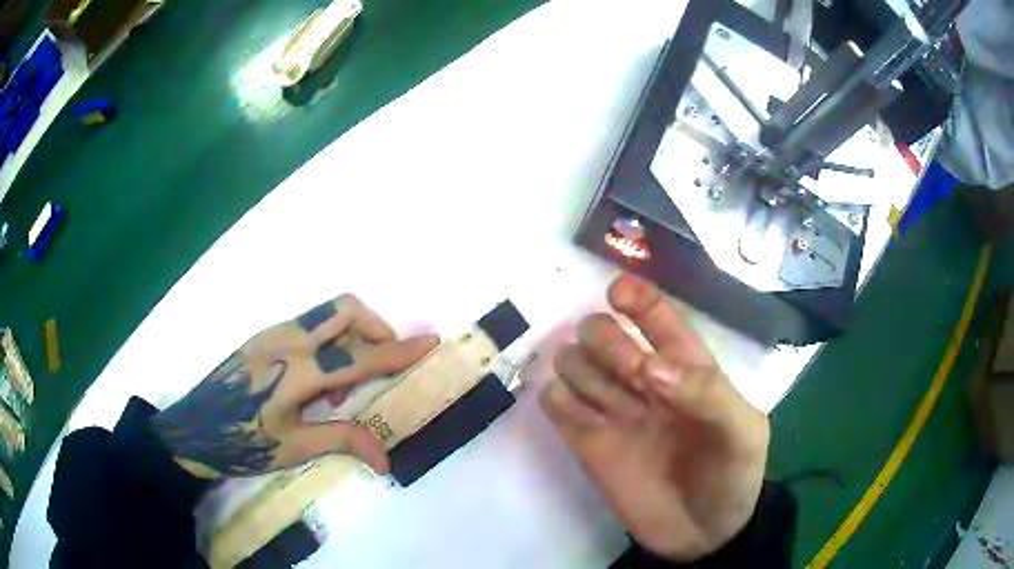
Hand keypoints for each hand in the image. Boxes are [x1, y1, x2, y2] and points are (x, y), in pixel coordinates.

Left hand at [151, 295, 437, 478]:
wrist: (193, 430)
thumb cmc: (242, 443)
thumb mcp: (293, 448)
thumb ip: (342, 441)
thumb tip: (386, 457)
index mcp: (297, 370)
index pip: (359, 356)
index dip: (399, 350)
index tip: (430, 341)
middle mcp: (287, 339)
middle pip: (345, 308)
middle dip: (376, 327)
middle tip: (381, 363)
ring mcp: (272, 333)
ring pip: (326, 314)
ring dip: (349, 338)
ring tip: (339, 388)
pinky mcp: (263, 337)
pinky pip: (307, 326)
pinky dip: (327, 343)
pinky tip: (315, 383)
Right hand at [540, 274, 768, 560]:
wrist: (703, 534)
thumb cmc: (732, 475)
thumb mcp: (741, 431)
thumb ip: (706, 393)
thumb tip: (650, 368)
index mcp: (685, 368)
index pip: (656, 316)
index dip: (637, 297)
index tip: (618, 294)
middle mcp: (644, 382)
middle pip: (603, 333)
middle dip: (607, 341)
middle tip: (629, 374)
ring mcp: (612, 413)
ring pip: (573, 361)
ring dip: (578, 365)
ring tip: (599, 398)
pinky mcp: (586, 444)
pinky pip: (555, 404)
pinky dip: (555, 397)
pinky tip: (571, 411)